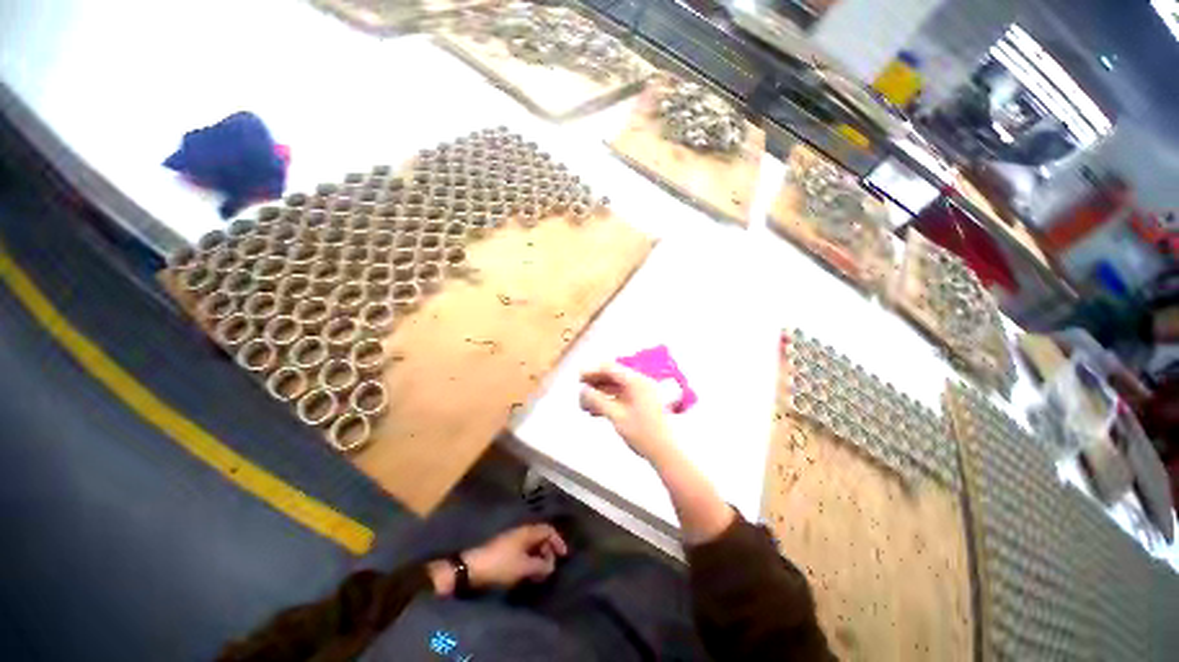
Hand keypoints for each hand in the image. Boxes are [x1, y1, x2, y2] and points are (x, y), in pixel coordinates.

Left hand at [461, 524, 567, 589]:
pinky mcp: (505, 550)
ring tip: (540, 573)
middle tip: (550, 568)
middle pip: (541, 537)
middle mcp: (522, 532)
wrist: (473, 568)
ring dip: (539, 557)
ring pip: (532, 545)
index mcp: (528, 531)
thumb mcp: (524, 567)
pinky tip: (528, 573)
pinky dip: (530, 560)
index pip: (548, 530)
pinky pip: (524, 551)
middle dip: (548, 551)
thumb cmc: (501, 565)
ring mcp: (512, 540)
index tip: (563, 556)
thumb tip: (551, 566)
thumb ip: (541, 566)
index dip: (558, 541)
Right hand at [579, 363, 674, 461]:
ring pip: (617, 387)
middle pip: (613, 376)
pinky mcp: (643, 403)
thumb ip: (598, 401)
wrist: (667, 452)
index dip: (592, 371)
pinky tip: (598, 411)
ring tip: (585, 405)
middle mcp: (640, 383)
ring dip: (601, 394)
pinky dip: (610, 400)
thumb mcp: (617, 417)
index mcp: (636, 381)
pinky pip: (623, 396)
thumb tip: (583, 391)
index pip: (610, 368)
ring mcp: (643, 393)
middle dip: (596, 383)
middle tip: (581, 392)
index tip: (579, 379)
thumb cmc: (643, 434)